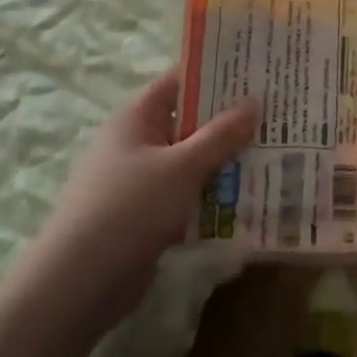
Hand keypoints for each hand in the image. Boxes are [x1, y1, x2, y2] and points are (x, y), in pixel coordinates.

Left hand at [36, 69, 257, 323]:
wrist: (79, 284)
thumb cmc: (130, 209)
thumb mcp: (183, 166)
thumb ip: (221, 134)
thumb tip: (254, 101)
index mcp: (136, 118)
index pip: (180, 81)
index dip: (216, 73)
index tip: (257, 72)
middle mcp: (136, 143)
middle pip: (190, 122)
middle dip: (230, 122)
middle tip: (277, 116)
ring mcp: (140, 181)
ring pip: (191, 161)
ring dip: (225, 162)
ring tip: (273, 156)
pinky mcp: (146, 216)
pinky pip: (186, 195)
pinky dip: (212, 195)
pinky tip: (248, 199)